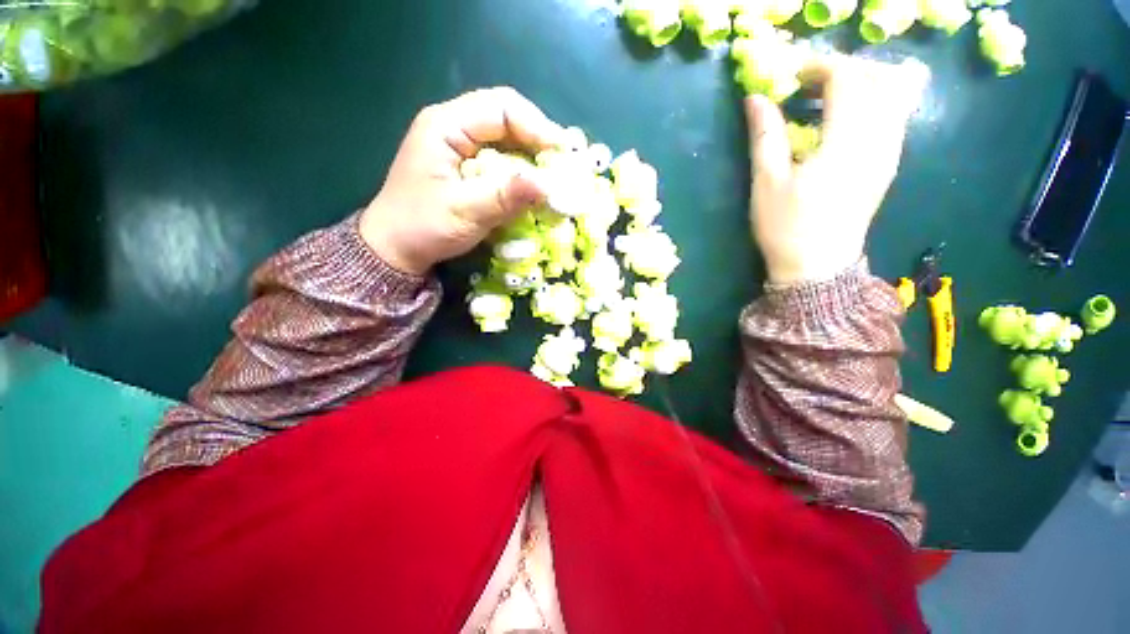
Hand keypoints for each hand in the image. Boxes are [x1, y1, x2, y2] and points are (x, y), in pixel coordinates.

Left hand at [360, 87, 564, 274]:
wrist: (394, 249)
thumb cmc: (422, 227)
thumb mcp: (465, 212)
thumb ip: (505, 196)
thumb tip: (548, 185)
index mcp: (446, 125)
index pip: (501, 107)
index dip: (537, 127)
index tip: (562, 155)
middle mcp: (453, 127)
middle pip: (506, 118)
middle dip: (538, 141)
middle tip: (562, 166)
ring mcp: (459, 147)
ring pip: (505, 139)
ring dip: (531, 157)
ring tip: (553, 177)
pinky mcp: (465, 166)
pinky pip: (500, 159)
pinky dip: (519, 171)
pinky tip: (531, 186)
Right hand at [745, 53, 922, 283]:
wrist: (817, 266)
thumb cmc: (786, 227)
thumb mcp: (766, 182)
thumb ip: (765, 135)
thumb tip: (756, 98)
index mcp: (846, 142)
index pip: (847, 79)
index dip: (819, 67)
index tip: (791, 76)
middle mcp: (879, 139)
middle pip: (877, 78)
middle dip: (843, 69)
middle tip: (809, 82)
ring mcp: (890, 152)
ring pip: (892, 94)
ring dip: (861, 83)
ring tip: (827, 96)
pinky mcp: (889, 164)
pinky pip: (893, 115)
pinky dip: (872, 103)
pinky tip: (845, 118)